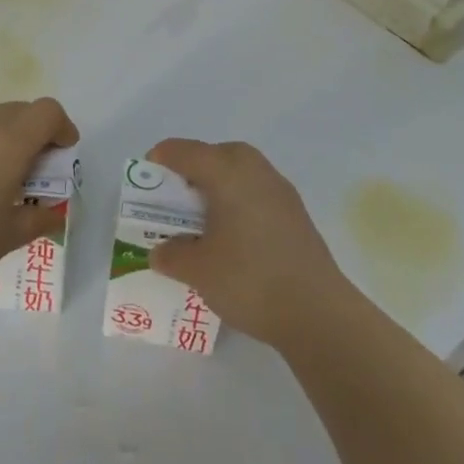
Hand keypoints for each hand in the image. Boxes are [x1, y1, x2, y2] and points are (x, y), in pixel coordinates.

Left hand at [0, 98, 79, 293]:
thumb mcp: (9, 236)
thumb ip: (38, 219)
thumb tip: (54, 212)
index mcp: (9, 142)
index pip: (47, 111)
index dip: (62, 126)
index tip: (63, 152)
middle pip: (19, 110)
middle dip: (34, 132)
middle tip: (34, 168)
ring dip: (2, 134)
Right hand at [146, 139, 351, 348]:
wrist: (317, 312)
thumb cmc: (250, 279)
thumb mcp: (198, 269)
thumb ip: (172, 254)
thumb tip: (161, 250)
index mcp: (227, 171)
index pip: (185, 151)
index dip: (160, 160)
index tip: (145, 181)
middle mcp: (255, 169)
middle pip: (215, 154)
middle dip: (191, 171)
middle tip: (174, 200)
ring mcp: (280, 190)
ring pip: (239, 172)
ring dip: (217, 187)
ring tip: (200, 220)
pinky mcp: (295, 213)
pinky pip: (256, 192)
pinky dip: (237, 202)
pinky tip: (232, 237)